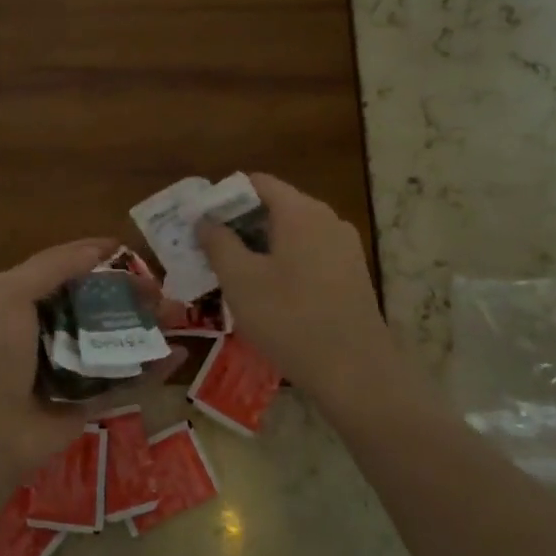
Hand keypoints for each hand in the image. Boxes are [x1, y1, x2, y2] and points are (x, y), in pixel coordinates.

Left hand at [0, 239, 182, 471]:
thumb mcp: (11, 294)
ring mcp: (73, 367)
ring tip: (180, 315)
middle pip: (100, 303)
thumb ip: (53, 266)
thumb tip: (100, 249)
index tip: (131, 251)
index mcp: (29, 300)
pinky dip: (153, 369)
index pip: (68, 268)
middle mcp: (51, 329)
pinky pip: (127, 380)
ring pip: (118, 339)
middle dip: (132, 292)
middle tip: (162, 290)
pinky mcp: (90, 401)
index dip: (97, 256)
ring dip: (149, 326)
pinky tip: (179, 354)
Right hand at [196, 173, 392, 409]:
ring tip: (231, 273)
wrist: (355, 372)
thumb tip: (205, 220)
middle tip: (208, 249)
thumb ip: (218, 242)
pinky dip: (282, 262)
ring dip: (259, 246)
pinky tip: (266, 293)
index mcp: (300, 211)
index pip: (256, 183)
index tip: (200, 221)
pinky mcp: (351, 275)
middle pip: (274, 206)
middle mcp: (327, 219)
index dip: (223, 196)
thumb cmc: (289, 318)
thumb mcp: (240, 280)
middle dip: (238, 223)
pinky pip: (308, 254)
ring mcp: (344, 248)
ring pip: (291, 233)